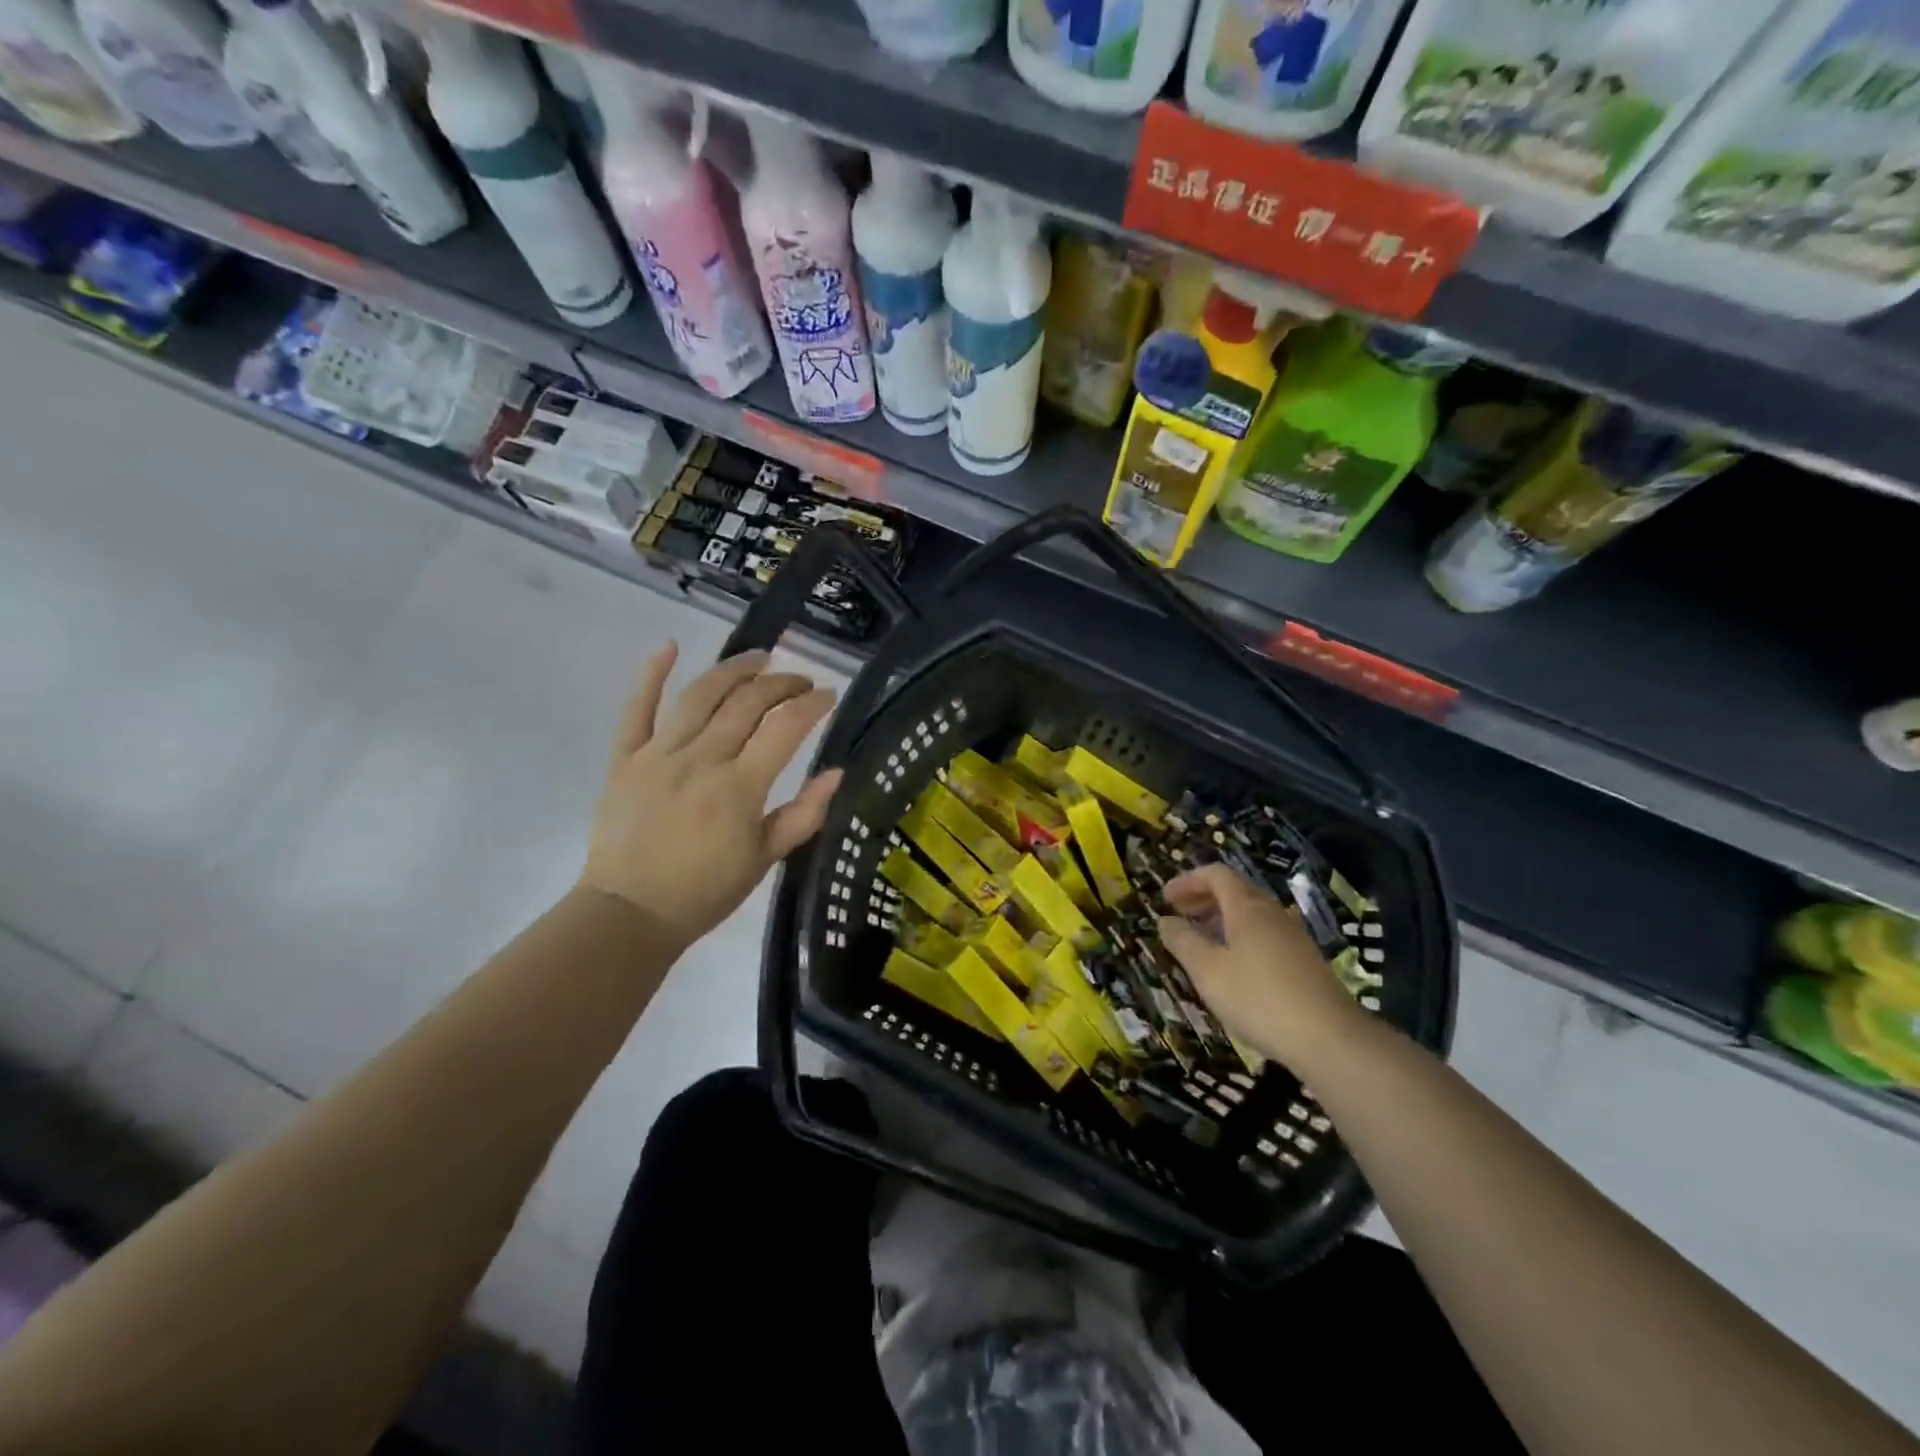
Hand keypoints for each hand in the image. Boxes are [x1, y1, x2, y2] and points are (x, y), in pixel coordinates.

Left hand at [578, 643, 841, 950]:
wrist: (630, 914)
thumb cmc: (706, 891)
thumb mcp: (765, 858)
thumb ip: (804, 814)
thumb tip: (837, 772)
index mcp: (739, 787)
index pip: (785, 728)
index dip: (812, 704)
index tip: (830, 695)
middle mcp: (701, 759)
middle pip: (747, 703)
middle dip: (781, 683)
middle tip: (800, 680)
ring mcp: (658, 755)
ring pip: (700, 696)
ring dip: (733, 669)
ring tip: (759, 657)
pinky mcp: (625, 759)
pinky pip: (636, 709)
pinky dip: (651, 675)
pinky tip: (669, 646)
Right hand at [1156, 864, 1366, 1069]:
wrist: (1330, 1039)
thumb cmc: (1258, 998)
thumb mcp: (1207, 971)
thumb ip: (1183, 941)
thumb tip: (1165, 920)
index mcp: (1247, 907)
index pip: (1216, 874)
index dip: (1188, 880)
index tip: (1165, 897)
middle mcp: (1272, 913)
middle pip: (1235, 891)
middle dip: (1202, 899)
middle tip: (1178, 915)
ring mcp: (1293, 937)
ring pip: (1251, 915)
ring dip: (1221, 919)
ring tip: (1200, 942)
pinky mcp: (1304, 962)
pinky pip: (1264, 935)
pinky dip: (1239, 938)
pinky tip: (1232, 967)